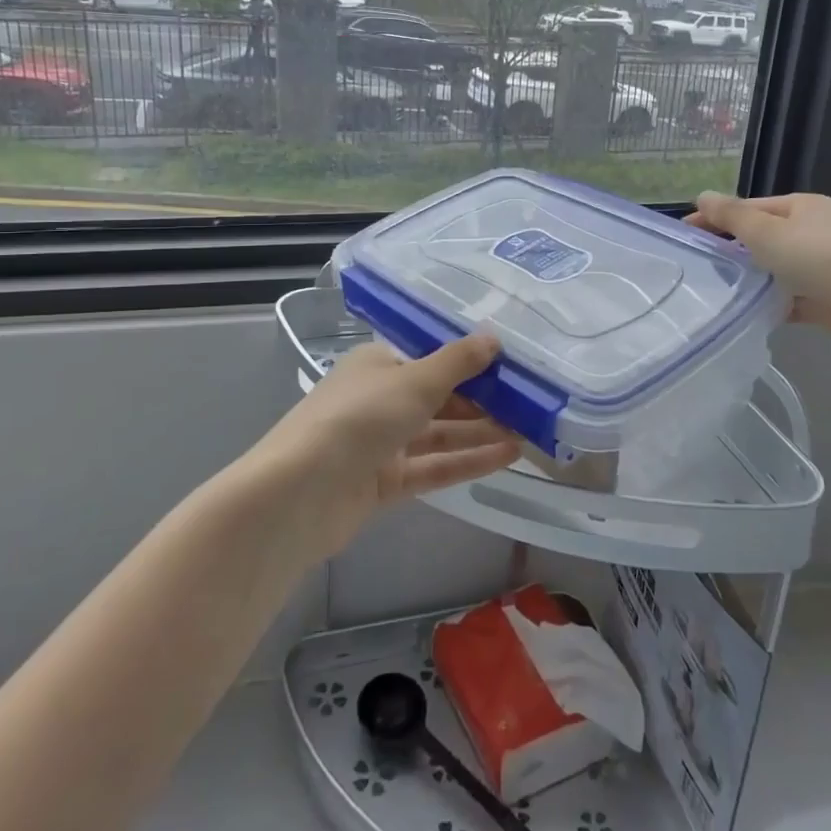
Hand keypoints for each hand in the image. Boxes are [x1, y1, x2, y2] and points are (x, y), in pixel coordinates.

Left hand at [248, 336, 522, 557]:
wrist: (299, 494)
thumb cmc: (358, 418)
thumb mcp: (414, 380)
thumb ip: (457, 362)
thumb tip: (494, 336)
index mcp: (378, 364)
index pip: (431, 358)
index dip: (471, 362)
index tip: (513, 366)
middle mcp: (379, 399)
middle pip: (438, 397)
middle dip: (482, 400)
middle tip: (531, 403)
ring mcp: (381, 443)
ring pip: (439, 433)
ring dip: (481, 432)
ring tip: (530, 431)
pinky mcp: (384, 483)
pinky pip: (433, 466)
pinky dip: (467, 461)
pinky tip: (508, 457)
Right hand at [687, 192, 830, 360]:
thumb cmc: (819, 259)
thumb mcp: (766, 232)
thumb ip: (731, 216)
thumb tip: (701, 196)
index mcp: (802, 206)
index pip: (750, 207)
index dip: (717, 218)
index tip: (687, 235)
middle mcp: (816, 230)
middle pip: (764, 236)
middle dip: (733, 249)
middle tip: (700, 265)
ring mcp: (826, 265)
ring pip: (778, 268)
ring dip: (753, 278)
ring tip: (719, 291)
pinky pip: (792, 297)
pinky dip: (774, 303)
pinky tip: (751, 314)